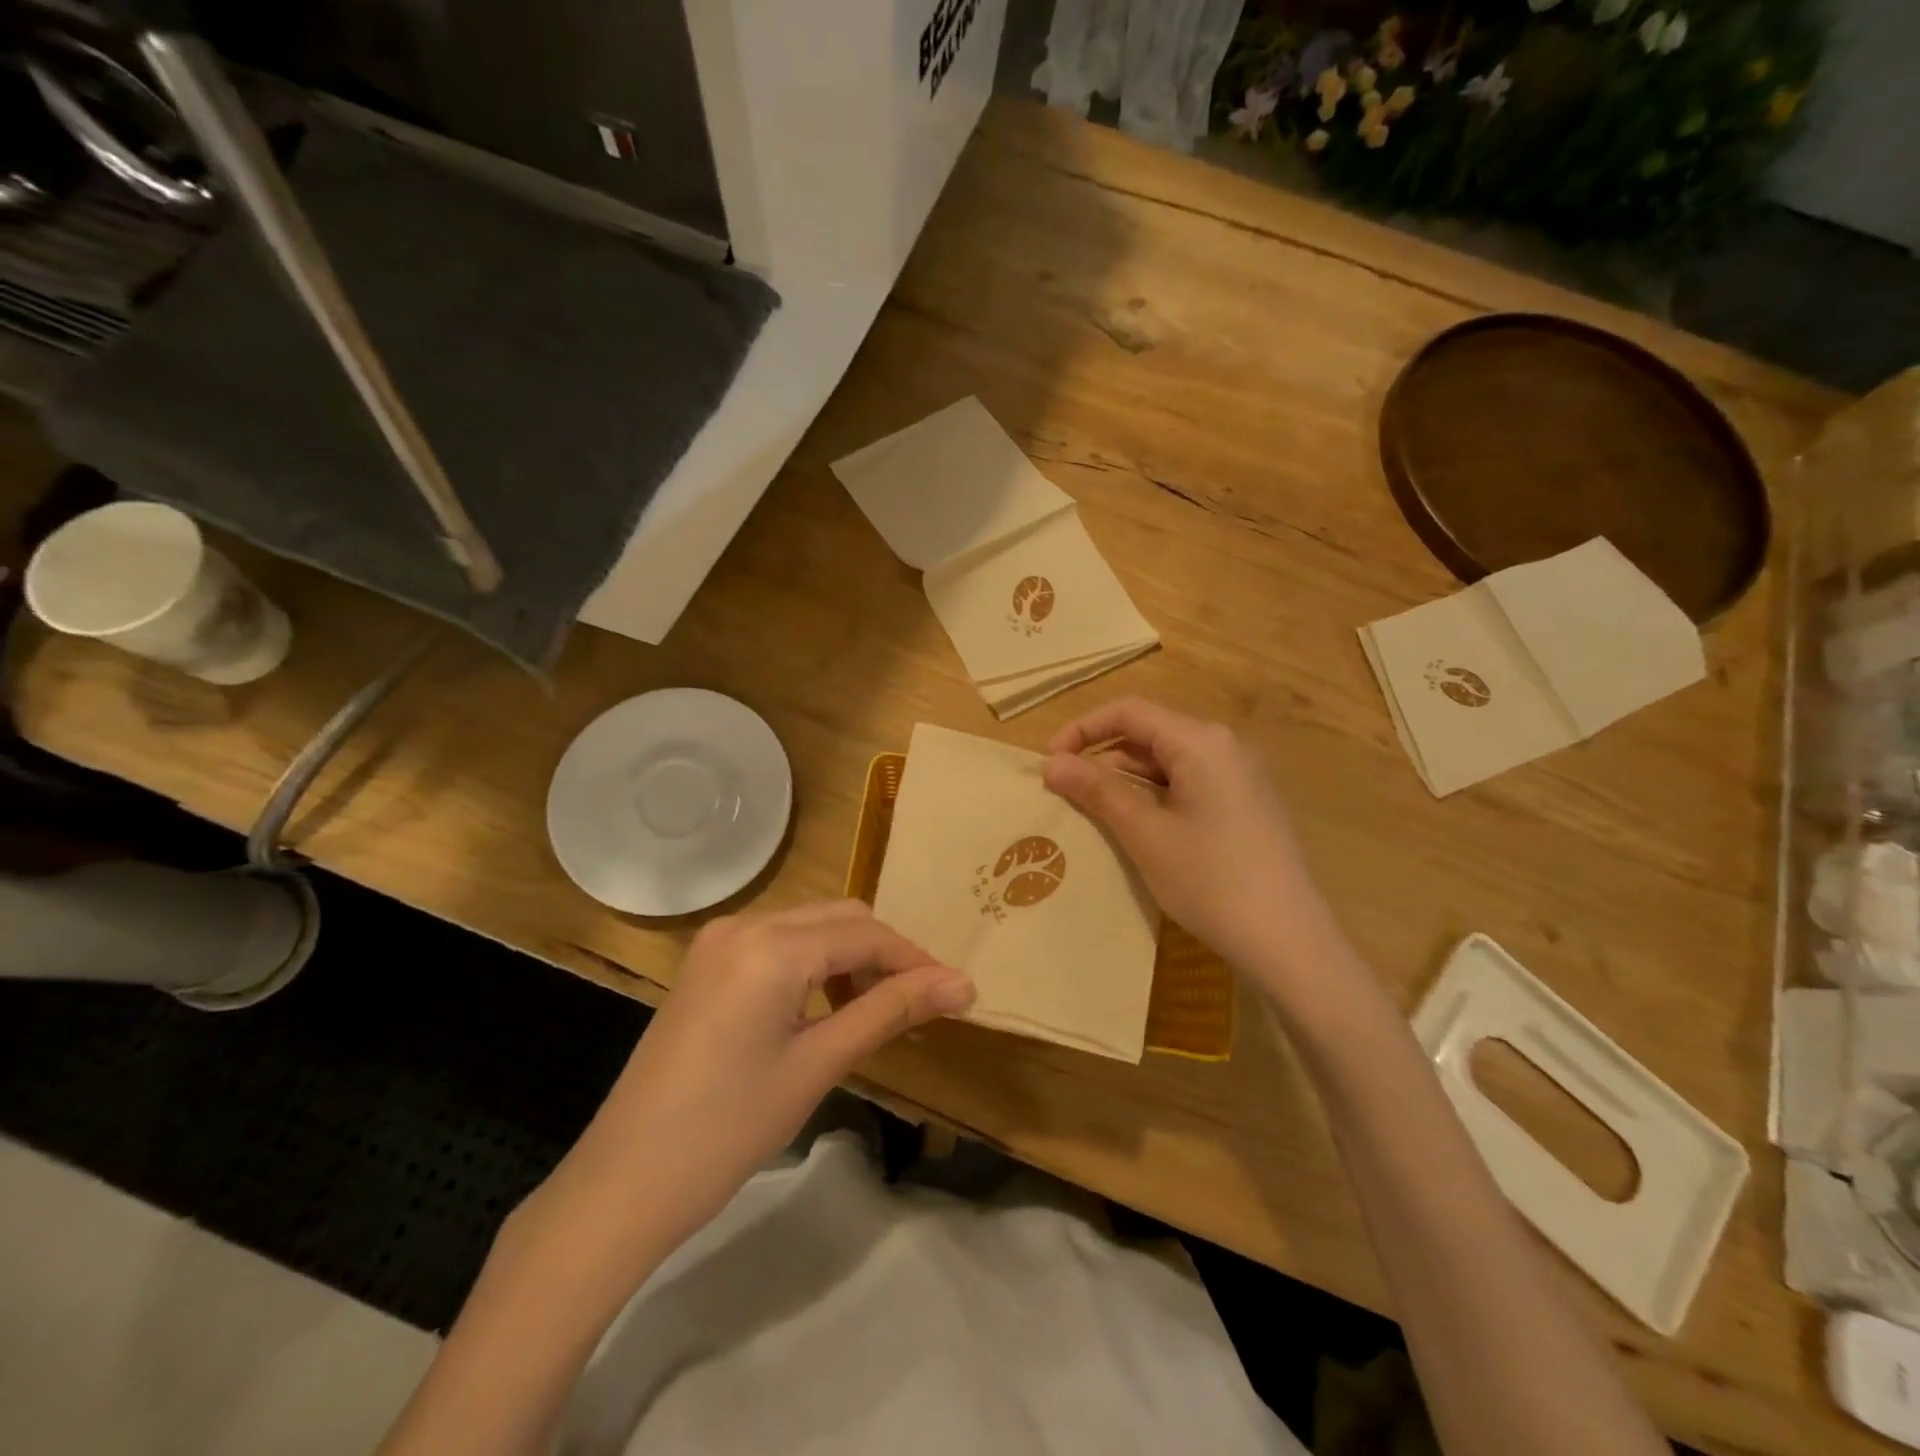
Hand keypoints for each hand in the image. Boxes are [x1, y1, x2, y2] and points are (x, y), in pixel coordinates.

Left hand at [542, 901, 973, 1260]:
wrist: (623, 1183)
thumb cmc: (728, 1128)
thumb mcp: (818, 1065)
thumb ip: (891, 1011)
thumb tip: (962, 984)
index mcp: (772, 945)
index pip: (866, 934)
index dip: (915, 961)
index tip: (956, 992)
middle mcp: (744, 923)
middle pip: (839, 918)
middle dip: (884, 956)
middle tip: (915, 1006)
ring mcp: (718, 941)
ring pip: (809, 926)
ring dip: (849, 958)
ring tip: (872, 1012)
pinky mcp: (705, 963)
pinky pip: (777, 943)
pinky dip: (813, 964)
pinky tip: (823, 1008)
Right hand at [1042, 698, 1341, 990]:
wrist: (1290, 942)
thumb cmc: (1211, 882)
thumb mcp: (1146, 834)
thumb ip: (1097, 791)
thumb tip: (1051, 763)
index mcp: (1201, 742)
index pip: (1130, 711)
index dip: (1082, 729)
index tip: (1049, 762)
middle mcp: (1224, 746)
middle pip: (1150, 732)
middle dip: (1102, 754)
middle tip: (1065, 789)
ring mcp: (1240, 775)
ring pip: (1168, 760)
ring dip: (1126, 778)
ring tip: (1092, 810)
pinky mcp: (1245, 803)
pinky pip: (1188, 782)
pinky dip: (1154, 794)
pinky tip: (1136, 825)